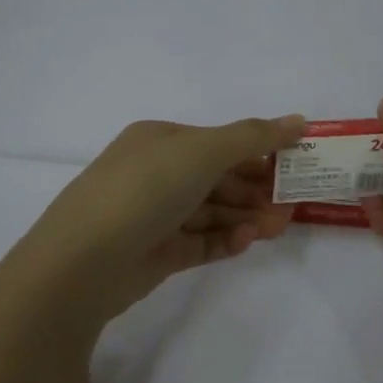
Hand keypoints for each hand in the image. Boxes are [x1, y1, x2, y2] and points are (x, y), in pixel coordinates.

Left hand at [15, 115, 304, 335]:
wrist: (82, 263)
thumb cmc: (145, 189)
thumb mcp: (202, 151)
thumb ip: (253, 136)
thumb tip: (299, 120)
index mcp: (160, 140)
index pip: (219, 142)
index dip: (258, 152)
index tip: (295, 166)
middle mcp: (156, 173)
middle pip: (218, 178)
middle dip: (256, 189)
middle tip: (292, 204)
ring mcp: (154, 215)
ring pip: (212, 211)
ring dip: (246, 215)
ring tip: (277, 227)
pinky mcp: (156, 253)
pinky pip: (200, 242)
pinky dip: (225, 239)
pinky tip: (246, 241)